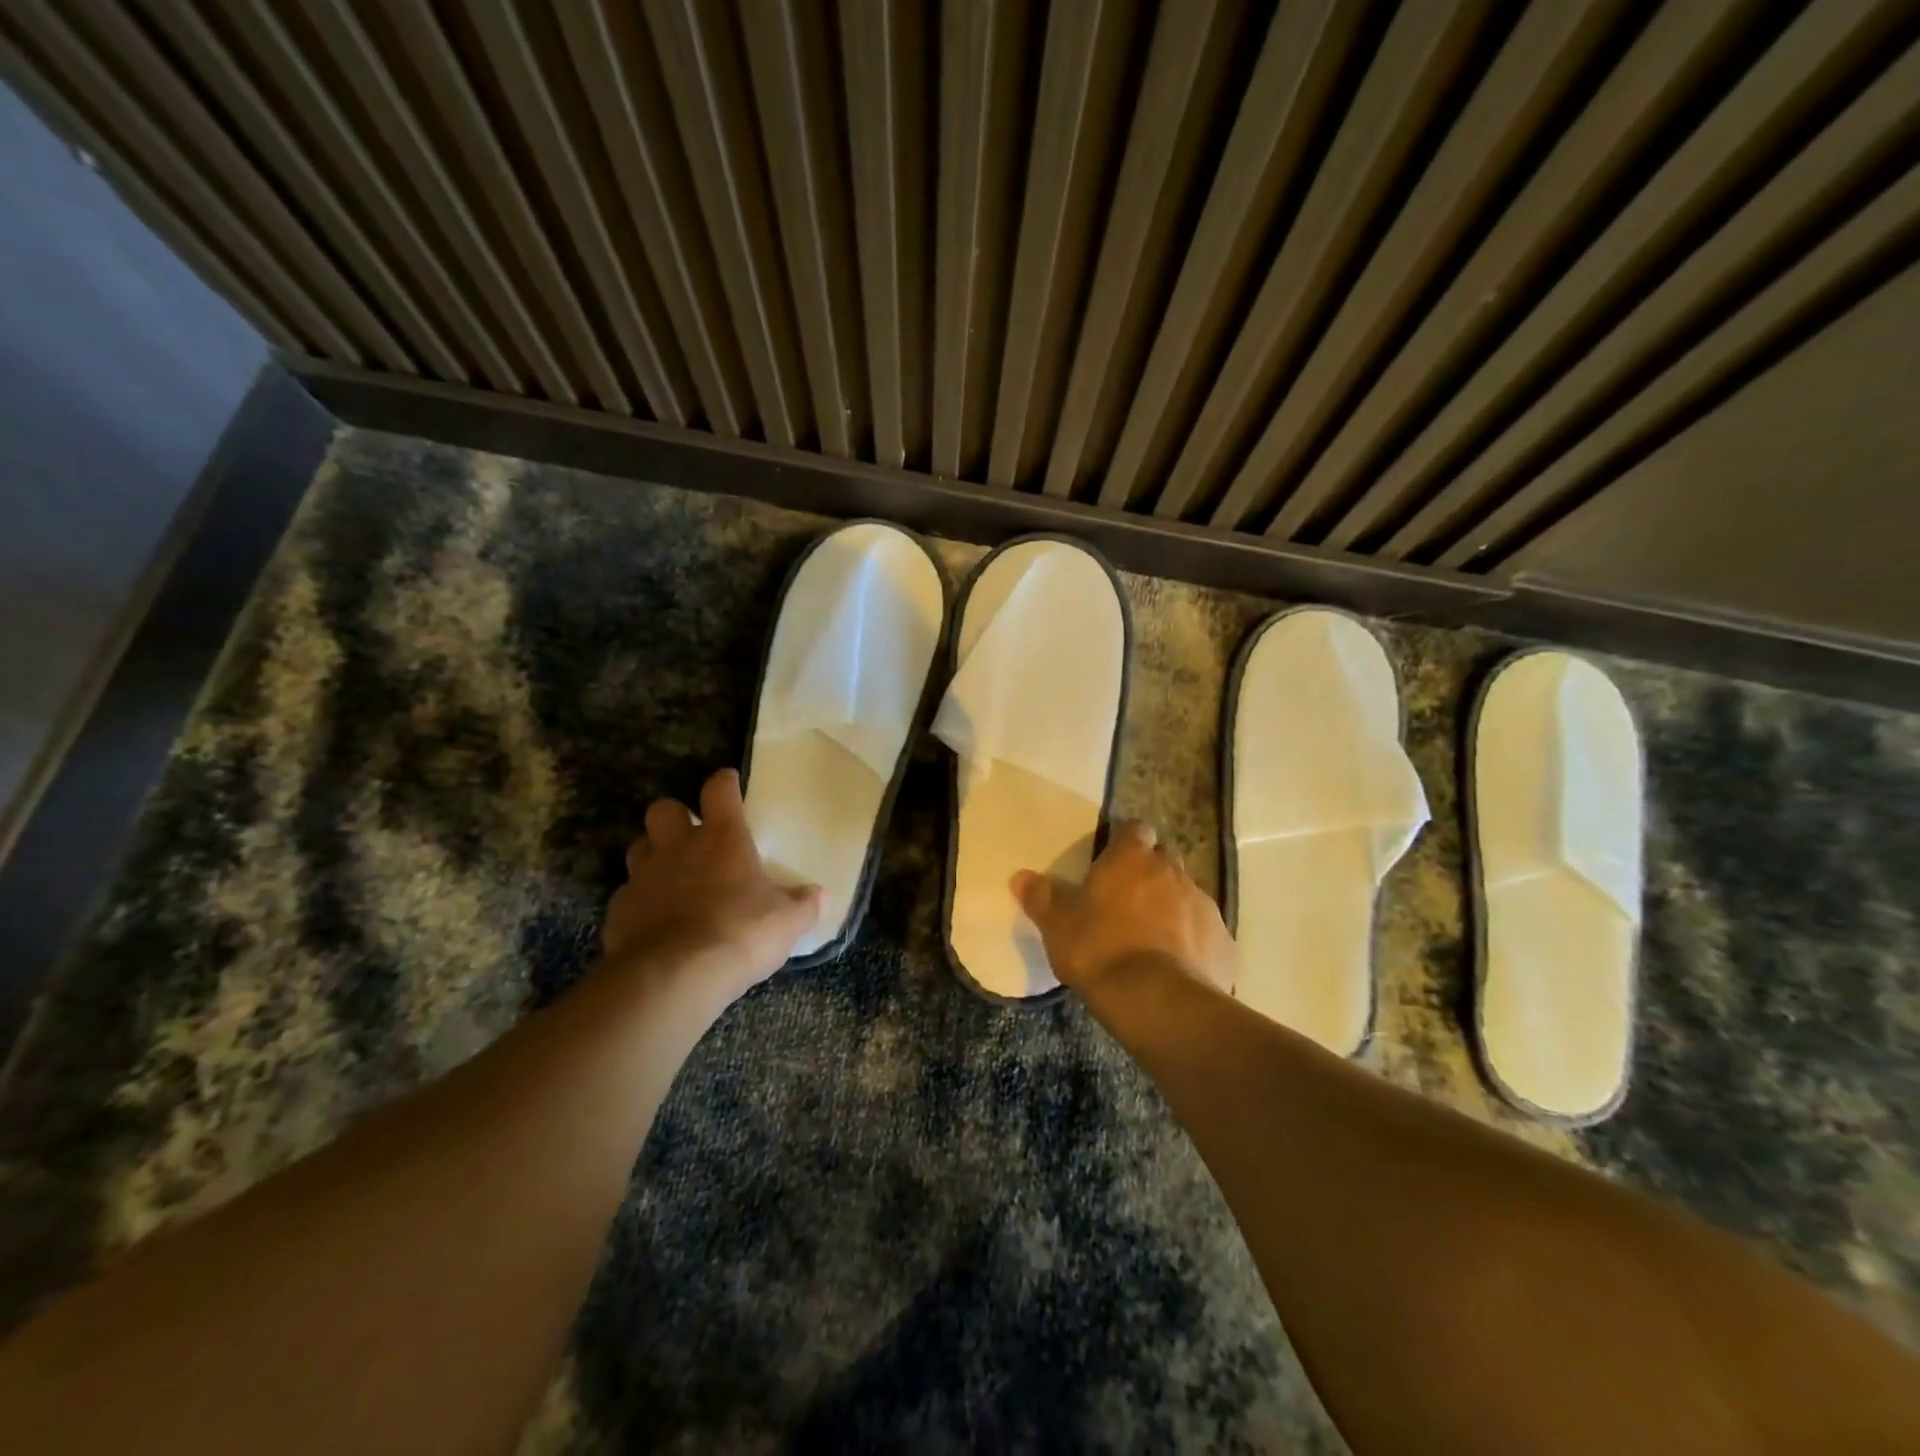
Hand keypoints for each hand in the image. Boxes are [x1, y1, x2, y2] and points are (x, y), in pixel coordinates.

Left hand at [602, 768, 822, 999]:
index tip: (730, 783)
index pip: (719, 790)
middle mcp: (678, 847)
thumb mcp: (788, 921)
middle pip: (664, 808)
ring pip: (639, 848)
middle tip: (692, 835)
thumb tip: (820, 894)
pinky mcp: (619, 910)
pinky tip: (654, 920)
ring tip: (671, 875)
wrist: (676, 975)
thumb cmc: (741, 932)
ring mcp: (644, 877)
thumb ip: (804, 904)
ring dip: (654, 855)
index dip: (724, 782)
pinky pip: (627, 895)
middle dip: (676, 816)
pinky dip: (640, 902)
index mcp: (722, 838)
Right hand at [1011, 821, 1236, 995]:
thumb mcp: (1058, 925)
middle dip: (1150, 873)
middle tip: (1128, 902)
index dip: (1126, 842)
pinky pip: (1205, 932)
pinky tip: (1177, 966)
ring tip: (1152, 939)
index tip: (1113, 861)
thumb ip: (1041, 897)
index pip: (1135, 830)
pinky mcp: (1223, 941)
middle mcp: (1172, 872)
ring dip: (1172, 907)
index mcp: (1131, 859)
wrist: (1156, 1000)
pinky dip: (1193, 941)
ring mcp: (1203, 905)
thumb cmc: (1099, 950)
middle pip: (1164, 860)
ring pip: (1186, 895)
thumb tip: (1020, 876)